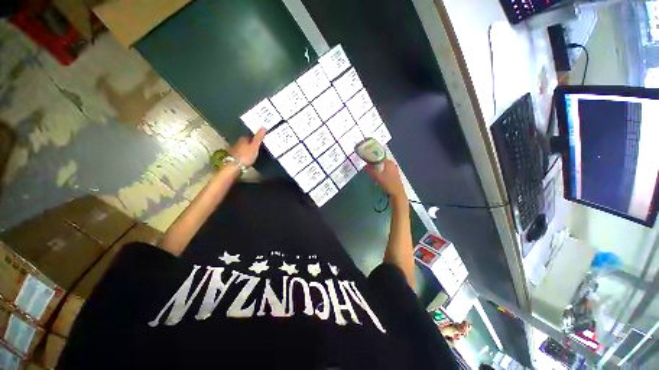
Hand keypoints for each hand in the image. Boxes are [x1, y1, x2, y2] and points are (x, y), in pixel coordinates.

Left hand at [229, 128, 265, 166]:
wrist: (234, 166)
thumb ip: (259, 138)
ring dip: (246, 149)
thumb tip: (263, 127)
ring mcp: (234, 150)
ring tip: (252, 153)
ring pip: (242, 148)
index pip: (249, 136)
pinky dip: (243, 155)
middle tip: (257, 146)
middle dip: (250, 143)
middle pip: (245, 141)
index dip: (255, 137)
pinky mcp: (233, 157)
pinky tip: (246, 158)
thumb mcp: (255, 146)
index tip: (259, 139)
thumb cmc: (245, 156)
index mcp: (243, 139)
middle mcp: (237, 143)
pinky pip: (240, 154)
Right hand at [365, 160, 405, 199]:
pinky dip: (381, 172)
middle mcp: (393, 164)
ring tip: (372, 173)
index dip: (372, 158)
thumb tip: (364, 166)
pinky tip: (378, 177)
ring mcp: (395, 170)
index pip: (379, 156)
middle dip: (374, 164)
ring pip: (384, 167)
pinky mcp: (395, 176)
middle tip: (368, 168)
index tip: (366, 162)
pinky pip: (386, 171)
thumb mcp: (376, 176)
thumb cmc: (387, 184)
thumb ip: (370, 170)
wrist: (397, 194)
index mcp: (389, 162)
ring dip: (378, 169)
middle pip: (381, 161)